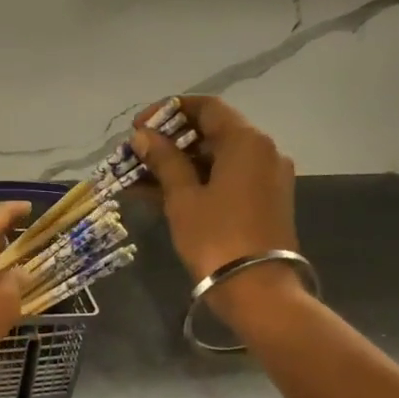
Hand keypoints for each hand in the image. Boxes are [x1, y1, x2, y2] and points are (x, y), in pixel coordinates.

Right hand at [131, 97, 301, 325]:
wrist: (257, 289)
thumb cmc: (216, 237)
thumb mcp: (183, 197)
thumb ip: (164, 160)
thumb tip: (143, 136)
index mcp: (246, 142)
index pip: (206, 107)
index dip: (168, 111)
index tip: (137, 126)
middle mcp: (262, 152)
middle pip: (211, 133)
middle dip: (169, 141)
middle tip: (134, 154)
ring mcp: (264, 178)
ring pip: (214, 159)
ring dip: (176, 164)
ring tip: (136, 176)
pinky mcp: (261, 202)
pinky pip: (223, 180)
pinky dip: (193, 182)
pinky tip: (156, 193)